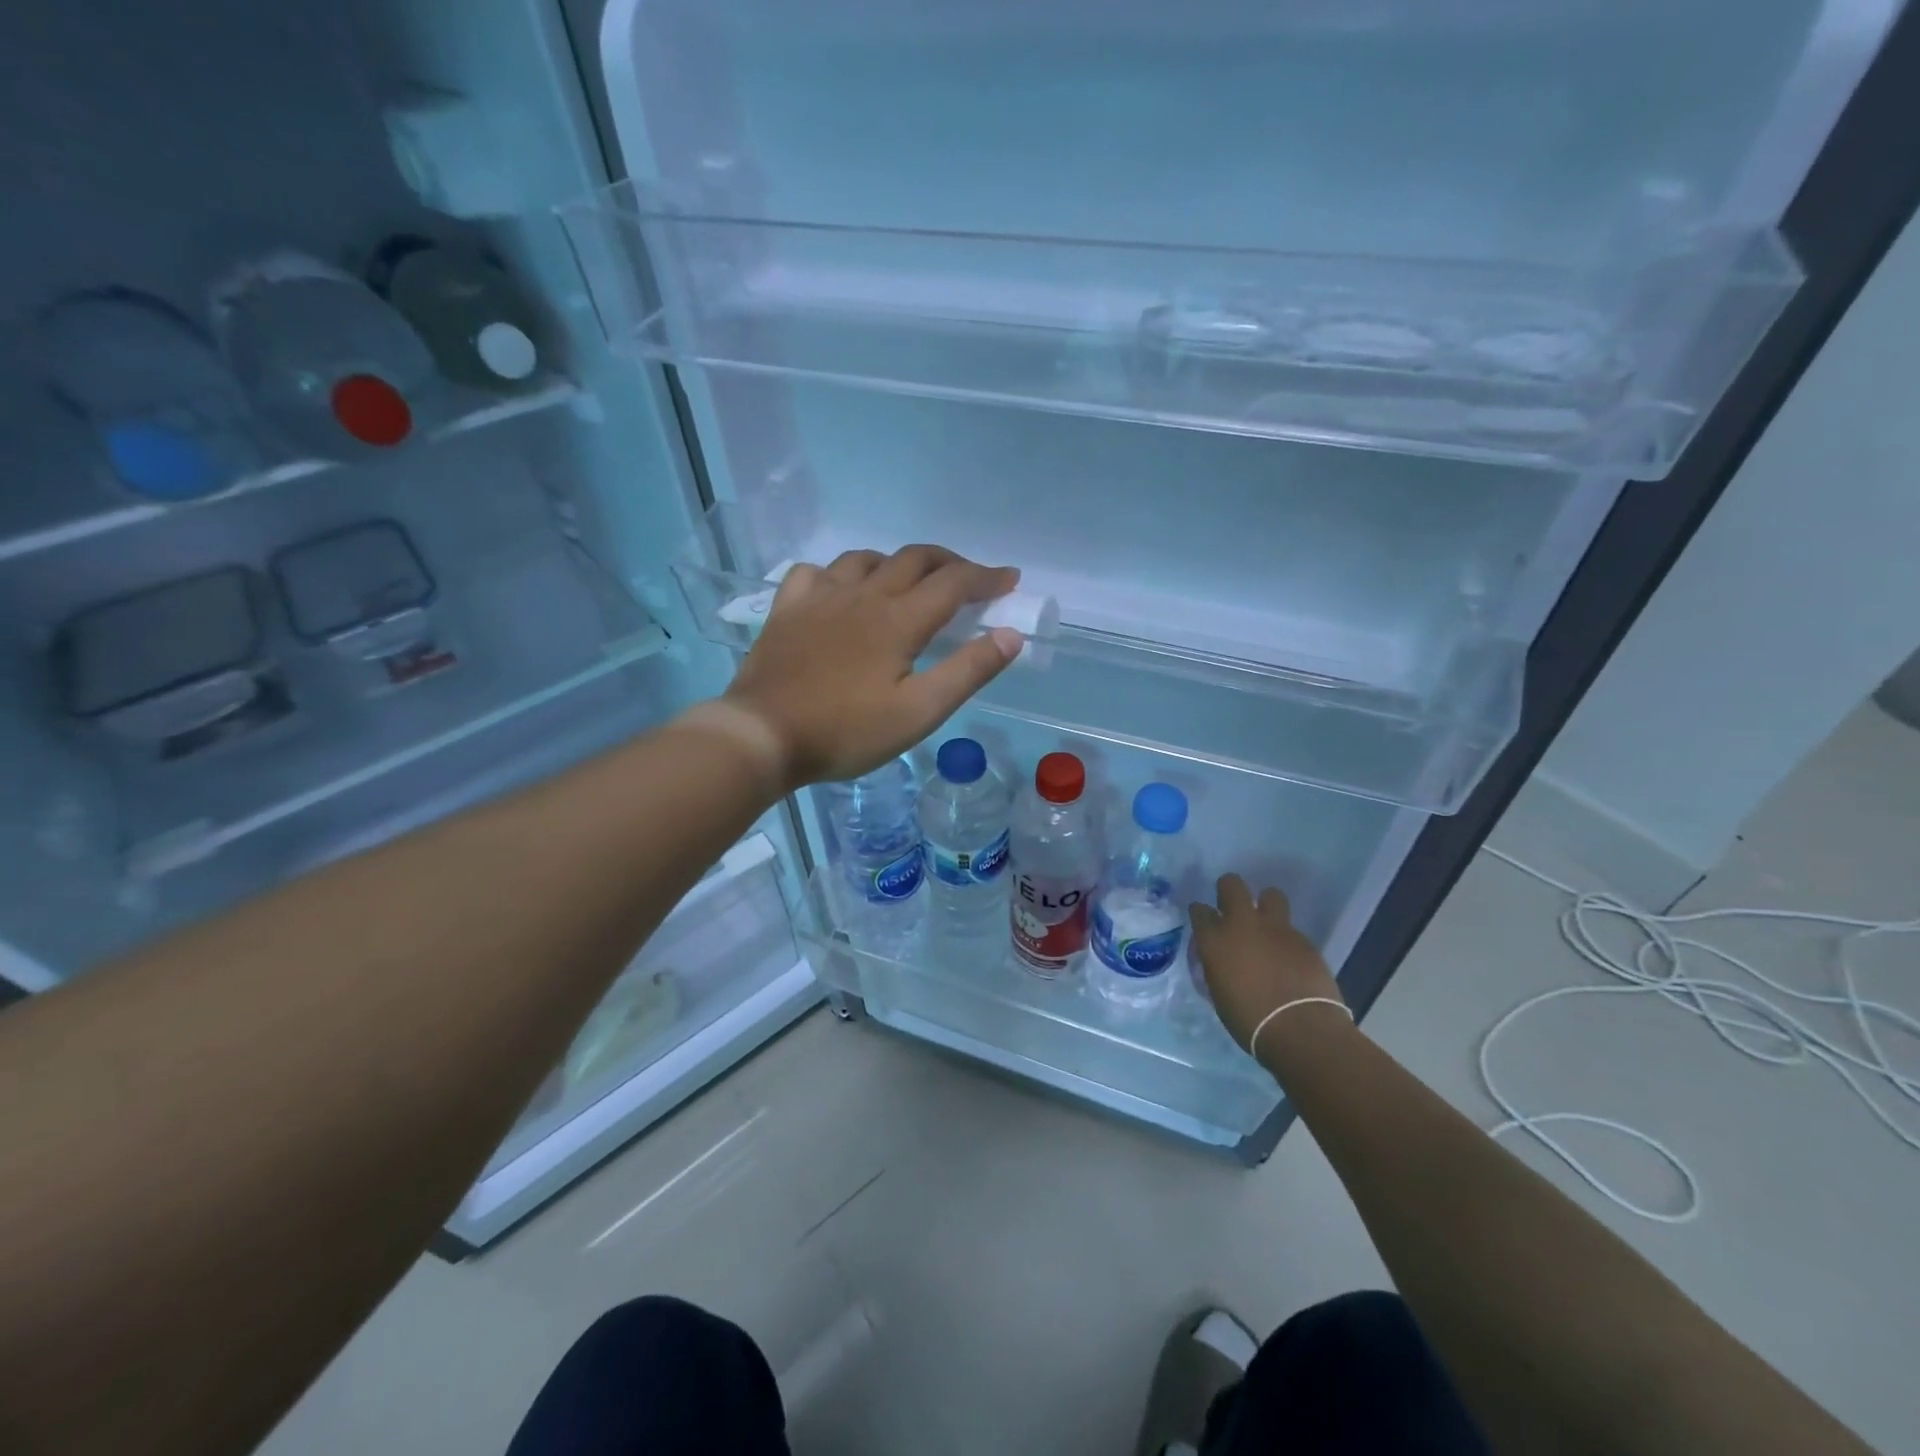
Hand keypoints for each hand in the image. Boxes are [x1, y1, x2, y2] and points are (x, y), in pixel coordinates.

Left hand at [723, 545, 1022, 787]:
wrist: (762, 735)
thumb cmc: (846, 730)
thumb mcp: (919, 712)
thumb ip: (967, 671)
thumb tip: (1009, 634)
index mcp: (899, 619)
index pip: (953, 583)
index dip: (986, 578)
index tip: (1010, 580)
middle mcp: (863, 595)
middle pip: (913, 559)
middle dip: (949, 563)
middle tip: (968, 580)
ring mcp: (820, 598)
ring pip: (866, 559)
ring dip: (897, 563)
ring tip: (908, 583)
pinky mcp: (787, 609)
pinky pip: (815, 572)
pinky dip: (838, 573)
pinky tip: (840, 590)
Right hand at [1190, 874, 1346, 1059]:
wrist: (1301, 1030)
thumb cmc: (1249, 1021)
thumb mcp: (1218, 993)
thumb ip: (1216, 967)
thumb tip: (1220, 961)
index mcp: (1214, 940)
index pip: (1199, 911)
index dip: (1201, 914)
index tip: (1204, 922)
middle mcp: (1242, 924)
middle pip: (1232, 884)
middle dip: (1229, 890)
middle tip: (1231, 908)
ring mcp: (1276, 928)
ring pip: (1270, 894)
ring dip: (1266, 905)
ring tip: (1266, 926)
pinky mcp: (1304, 939)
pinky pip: (1291, 928)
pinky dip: (1286, 939)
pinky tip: (1289, 958)